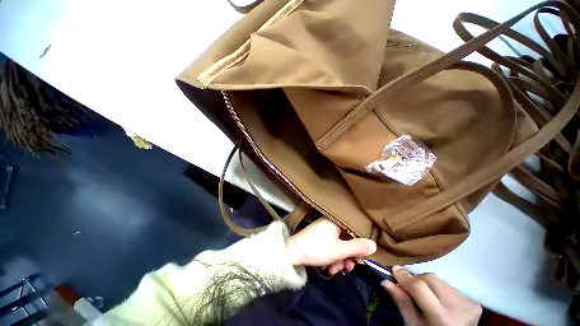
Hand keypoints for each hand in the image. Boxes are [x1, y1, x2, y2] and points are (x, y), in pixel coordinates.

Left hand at [284, 218, 376, 274]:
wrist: (288, 257)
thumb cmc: (315, 250)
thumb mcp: (339, 251)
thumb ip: (357, 248)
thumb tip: (374, 245)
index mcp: (336, 221)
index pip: (356, 230)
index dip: (362, 243)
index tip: (363, 256)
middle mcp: (331, 224)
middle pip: (349, 240)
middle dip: (350, 256)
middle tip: (351, 268)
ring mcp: (324, 234)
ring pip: (341, 247)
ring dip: (342, 260)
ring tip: (338, 271)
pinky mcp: (319, 243)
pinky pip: (332, 250)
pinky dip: (334, 260)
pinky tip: (330, 270)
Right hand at [382, 266, 481, 325]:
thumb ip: (404, 305)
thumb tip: (388, 284)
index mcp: (439, 316)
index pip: (421, 288)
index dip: (407, 278)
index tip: (395, 270)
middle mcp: (457, 305)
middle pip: (434, 280)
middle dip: (418, 279)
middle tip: (407, 285)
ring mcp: (468, 302)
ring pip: (445, 284)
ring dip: (432, 287)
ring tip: (426, 299)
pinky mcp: (475, 302)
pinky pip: (455, 290)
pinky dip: (444, 294)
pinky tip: (442, 304)